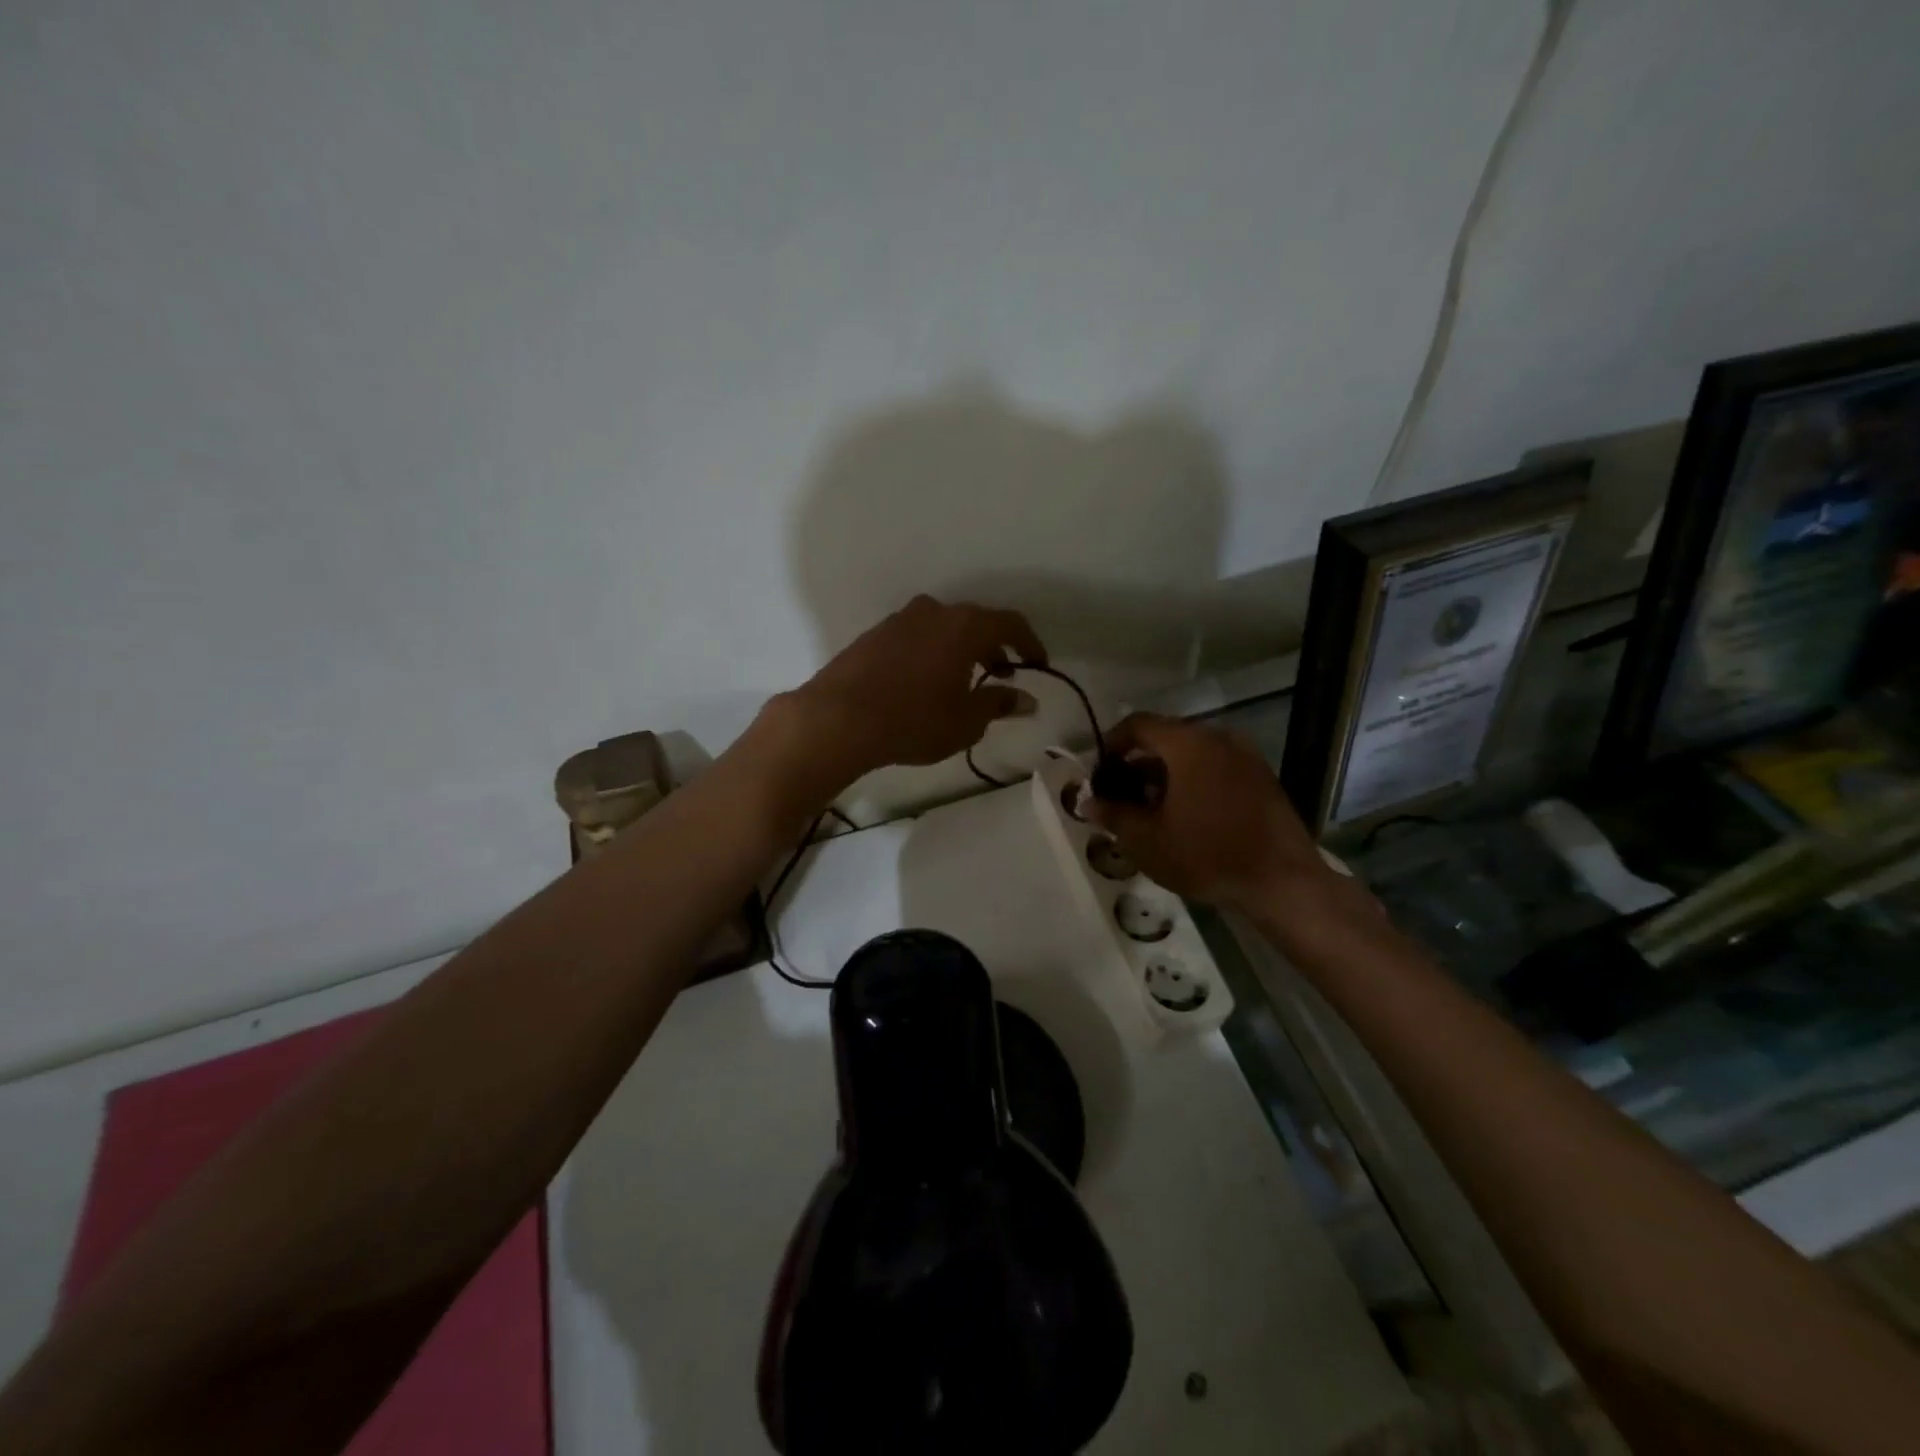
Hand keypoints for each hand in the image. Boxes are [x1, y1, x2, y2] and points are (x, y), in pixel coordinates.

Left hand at [770, 596, 1045, 799]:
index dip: (1030, 643)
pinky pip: (916, 637)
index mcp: (964, 625)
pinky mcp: (874, 635)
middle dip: (993, 647)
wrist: (838, 719)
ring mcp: (900, 620)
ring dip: (960, 649)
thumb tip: (1026, 700)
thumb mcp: (966, 721)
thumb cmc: (914, 720)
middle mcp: (934, 612)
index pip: (1010, 623)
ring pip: (943, 628)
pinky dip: (931, 652)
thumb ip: (999, 704)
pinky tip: (925, 682)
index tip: (1038, 665)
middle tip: (1001, 675)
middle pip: (975, 622)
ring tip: (963, 681)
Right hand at [1087, 713, 1329, 913]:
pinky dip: (1193, 780)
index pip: (1138, 724)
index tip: (1099, 772)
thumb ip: (1114, 814)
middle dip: (1137, 762)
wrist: (1282, 881)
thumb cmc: (1207, 855)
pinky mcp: (1261, 776)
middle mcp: (1218, 738)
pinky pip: (1215, 766)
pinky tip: (1186, 815)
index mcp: (1188, 744)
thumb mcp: (1147, 840)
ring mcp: (1245, 755)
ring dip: (1165, 773)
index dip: (1111, 744)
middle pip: (1165, 737)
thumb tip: (1088, 802)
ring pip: (1192, 753)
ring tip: (1151, 809)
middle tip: (1122, 795)